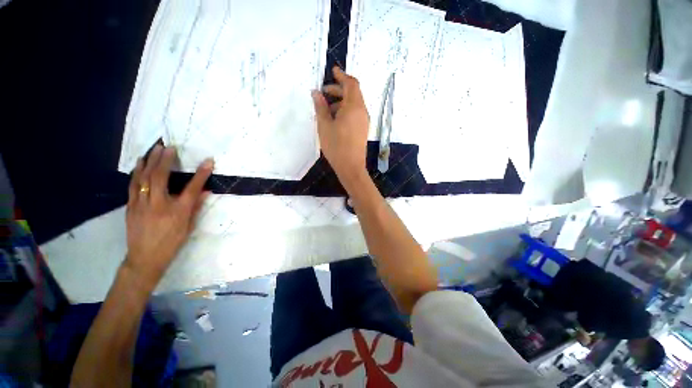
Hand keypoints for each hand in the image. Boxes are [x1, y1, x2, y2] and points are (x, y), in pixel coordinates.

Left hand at [124, 145, 212, 286]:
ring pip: (143, 178)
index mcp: (178, 211)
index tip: (208, 161)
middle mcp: (159, 205)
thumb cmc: (172, 242)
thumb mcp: (189, 226)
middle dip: (165, 160)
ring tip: (153, 149)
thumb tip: (204, 191)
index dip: (201, 174)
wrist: (145, 257)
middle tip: (169, 146)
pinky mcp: (130, 206)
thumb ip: (196, 206)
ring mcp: (142, 204)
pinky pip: (133, 185)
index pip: (192, 188)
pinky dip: (137, 172)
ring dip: (149, 161)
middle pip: (161, 177)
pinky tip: (139, 164)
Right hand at [312, 66, 368, 185]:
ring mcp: (364, 121)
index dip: (342, 76)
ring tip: (326, 109)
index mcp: (354, 107)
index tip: (333, 71)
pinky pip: (355, 114)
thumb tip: (316, 93)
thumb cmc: (336, 146)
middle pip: (353, 93)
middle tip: (323, 93)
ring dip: (341, 102)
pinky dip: (345, 111)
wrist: (351, 167)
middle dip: (338, 89)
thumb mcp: (324, 126)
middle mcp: (362, 111)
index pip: (351, 84)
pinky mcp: (363, 129)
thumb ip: (321, 107)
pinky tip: (334, 119)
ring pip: (354, 104)